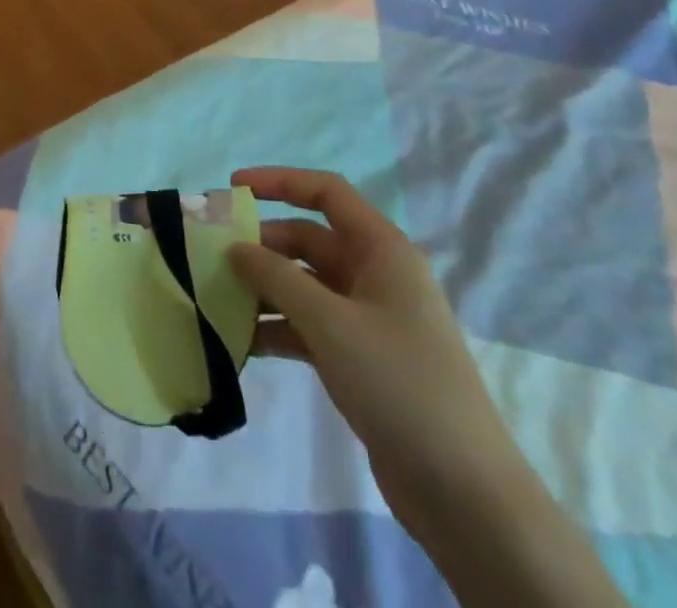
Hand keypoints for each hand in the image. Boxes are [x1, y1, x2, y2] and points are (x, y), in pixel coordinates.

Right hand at [226, 168, 514, 533]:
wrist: (464, 494)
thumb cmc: (399, 383)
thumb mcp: (330, 323)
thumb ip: (276, 278)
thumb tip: (235, 248)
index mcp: (382, 250)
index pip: (326, 192)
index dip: (279, 182)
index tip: (233, 188)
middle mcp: (376, 275)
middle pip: (309, 240)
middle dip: (261, 245)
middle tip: (212, 255)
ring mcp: (369, 319)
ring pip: (305, 285)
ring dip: (264, 290)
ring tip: (217, 299)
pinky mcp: (361, 358)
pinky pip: (309, 325)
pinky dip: (278, 328)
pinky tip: (242, 343)